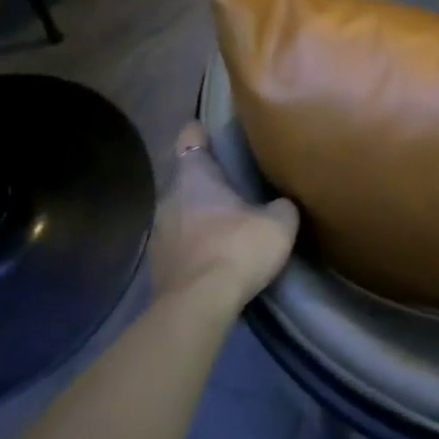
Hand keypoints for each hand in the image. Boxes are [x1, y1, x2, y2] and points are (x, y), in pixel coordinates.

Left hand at [148, 123, 298, 310]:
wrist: (199, 306)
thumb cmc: (238, 248)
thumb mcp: (279, 223)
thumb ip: (281, 206)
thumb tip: (281, 204)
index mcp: (195, 175)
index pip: (190, 136)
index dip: (202, 132)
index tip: (216, 134)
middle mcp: (169, 197)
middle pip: (187, 178)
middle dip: (207, 182)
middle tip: (235, 188)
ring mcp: (157, 233)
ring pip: (180, 213)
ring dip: (198, 217)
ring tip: (226, 227)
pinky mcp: (156, 267)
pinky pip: (178, 245)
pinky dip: (193, 247)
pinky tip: (214, 258)